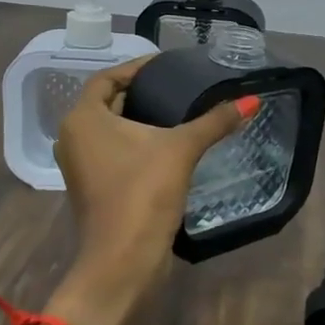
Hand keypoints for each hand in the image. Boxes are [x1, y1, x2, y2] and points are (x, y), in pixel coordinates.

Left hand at [50, 56, 252, 324]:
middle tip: (178, 86)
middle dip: (140, 92)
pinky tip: (166, 145)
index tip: (168, 65)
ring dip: (138, 119)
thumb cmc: (143, 193)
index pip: (108, 78)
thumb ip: (215, 122)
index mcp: (83, 119)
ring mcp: (80, 166)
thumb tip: (252, 100)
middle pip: (107, 102)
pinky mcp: (92, 188)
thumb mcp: (182, 149)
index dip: (137, 68)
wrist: (123, 260)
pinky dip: (135, 143)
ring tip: (177, 112)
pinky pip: (112, 152)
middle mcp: (73, 137)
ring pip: (110, 130)